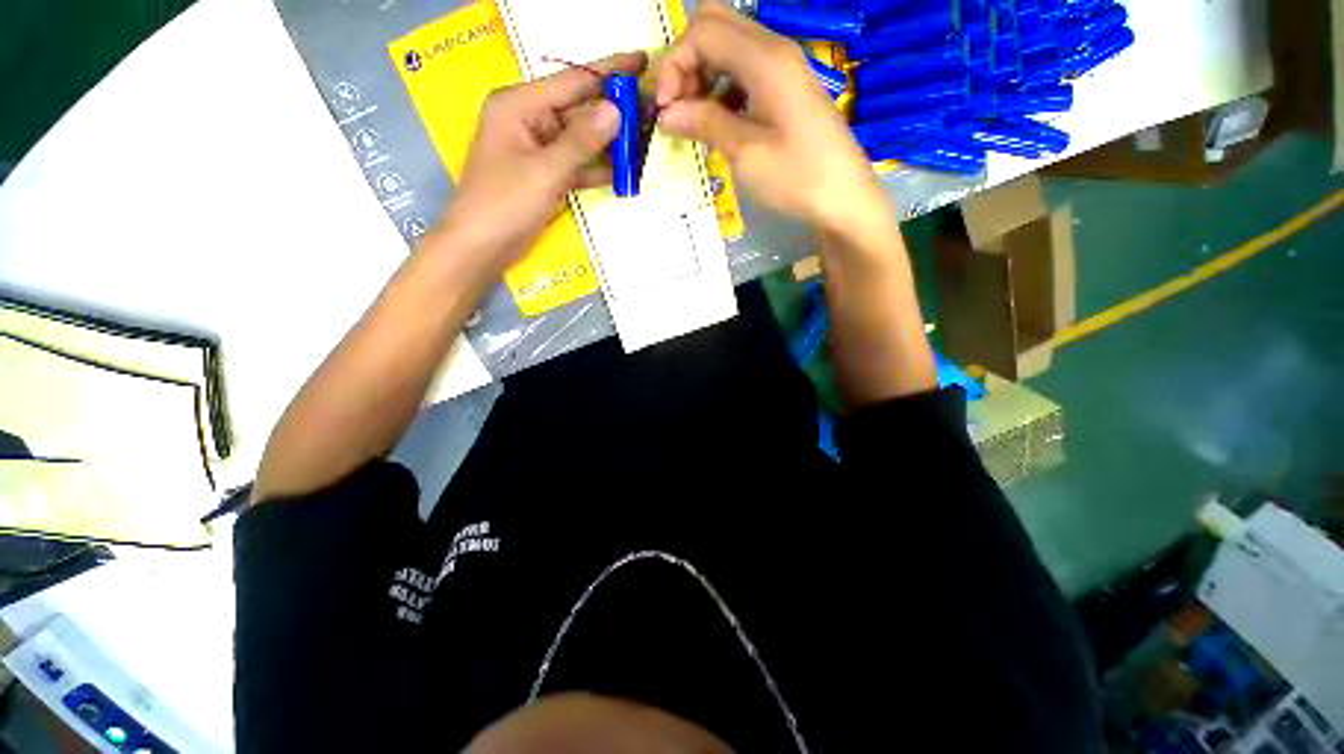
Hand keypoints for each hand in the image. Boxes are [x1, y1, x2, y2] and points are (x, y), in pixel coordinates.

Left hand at [431, 51, 648, 272]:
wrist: (482, 246)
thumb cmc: (504, 203)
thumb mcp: (545, 170)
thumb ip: (581, 141)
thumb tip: (616, 111)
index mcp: (519, 105)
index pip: (571, 81)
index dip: (608, 72)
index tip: (641, 62)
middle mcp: (529, 120)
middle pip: (579, 109)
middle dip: (614, 112)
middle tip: (651, 110)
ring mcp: (539, 149)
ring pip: (581, 139)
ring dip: (610, 143)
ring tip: (645, 139)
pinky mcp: (546, 174)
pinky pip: (577, 164)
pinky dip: (598, 168)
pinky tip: (624, 171)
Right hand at [655, 5, 889, 237]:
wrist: (843, 199)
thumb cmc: (796, 178)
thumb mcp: (746, 153)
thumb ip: (705, 123)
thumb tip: (665, 113)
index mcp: (765, 59)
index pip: (703, 31)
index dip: (674, 64)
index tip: (663, 109)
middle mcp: (774, 50)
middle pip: (716, 25)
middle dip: (686, 61)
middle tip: (677, 108)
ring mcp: (783, 69)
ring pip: (729, 47)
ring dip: (703, 75)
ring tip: (694, 120)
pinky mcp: (786, 89)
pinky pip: (744, 72)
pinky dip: (722, 89)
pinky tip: (719, 123)